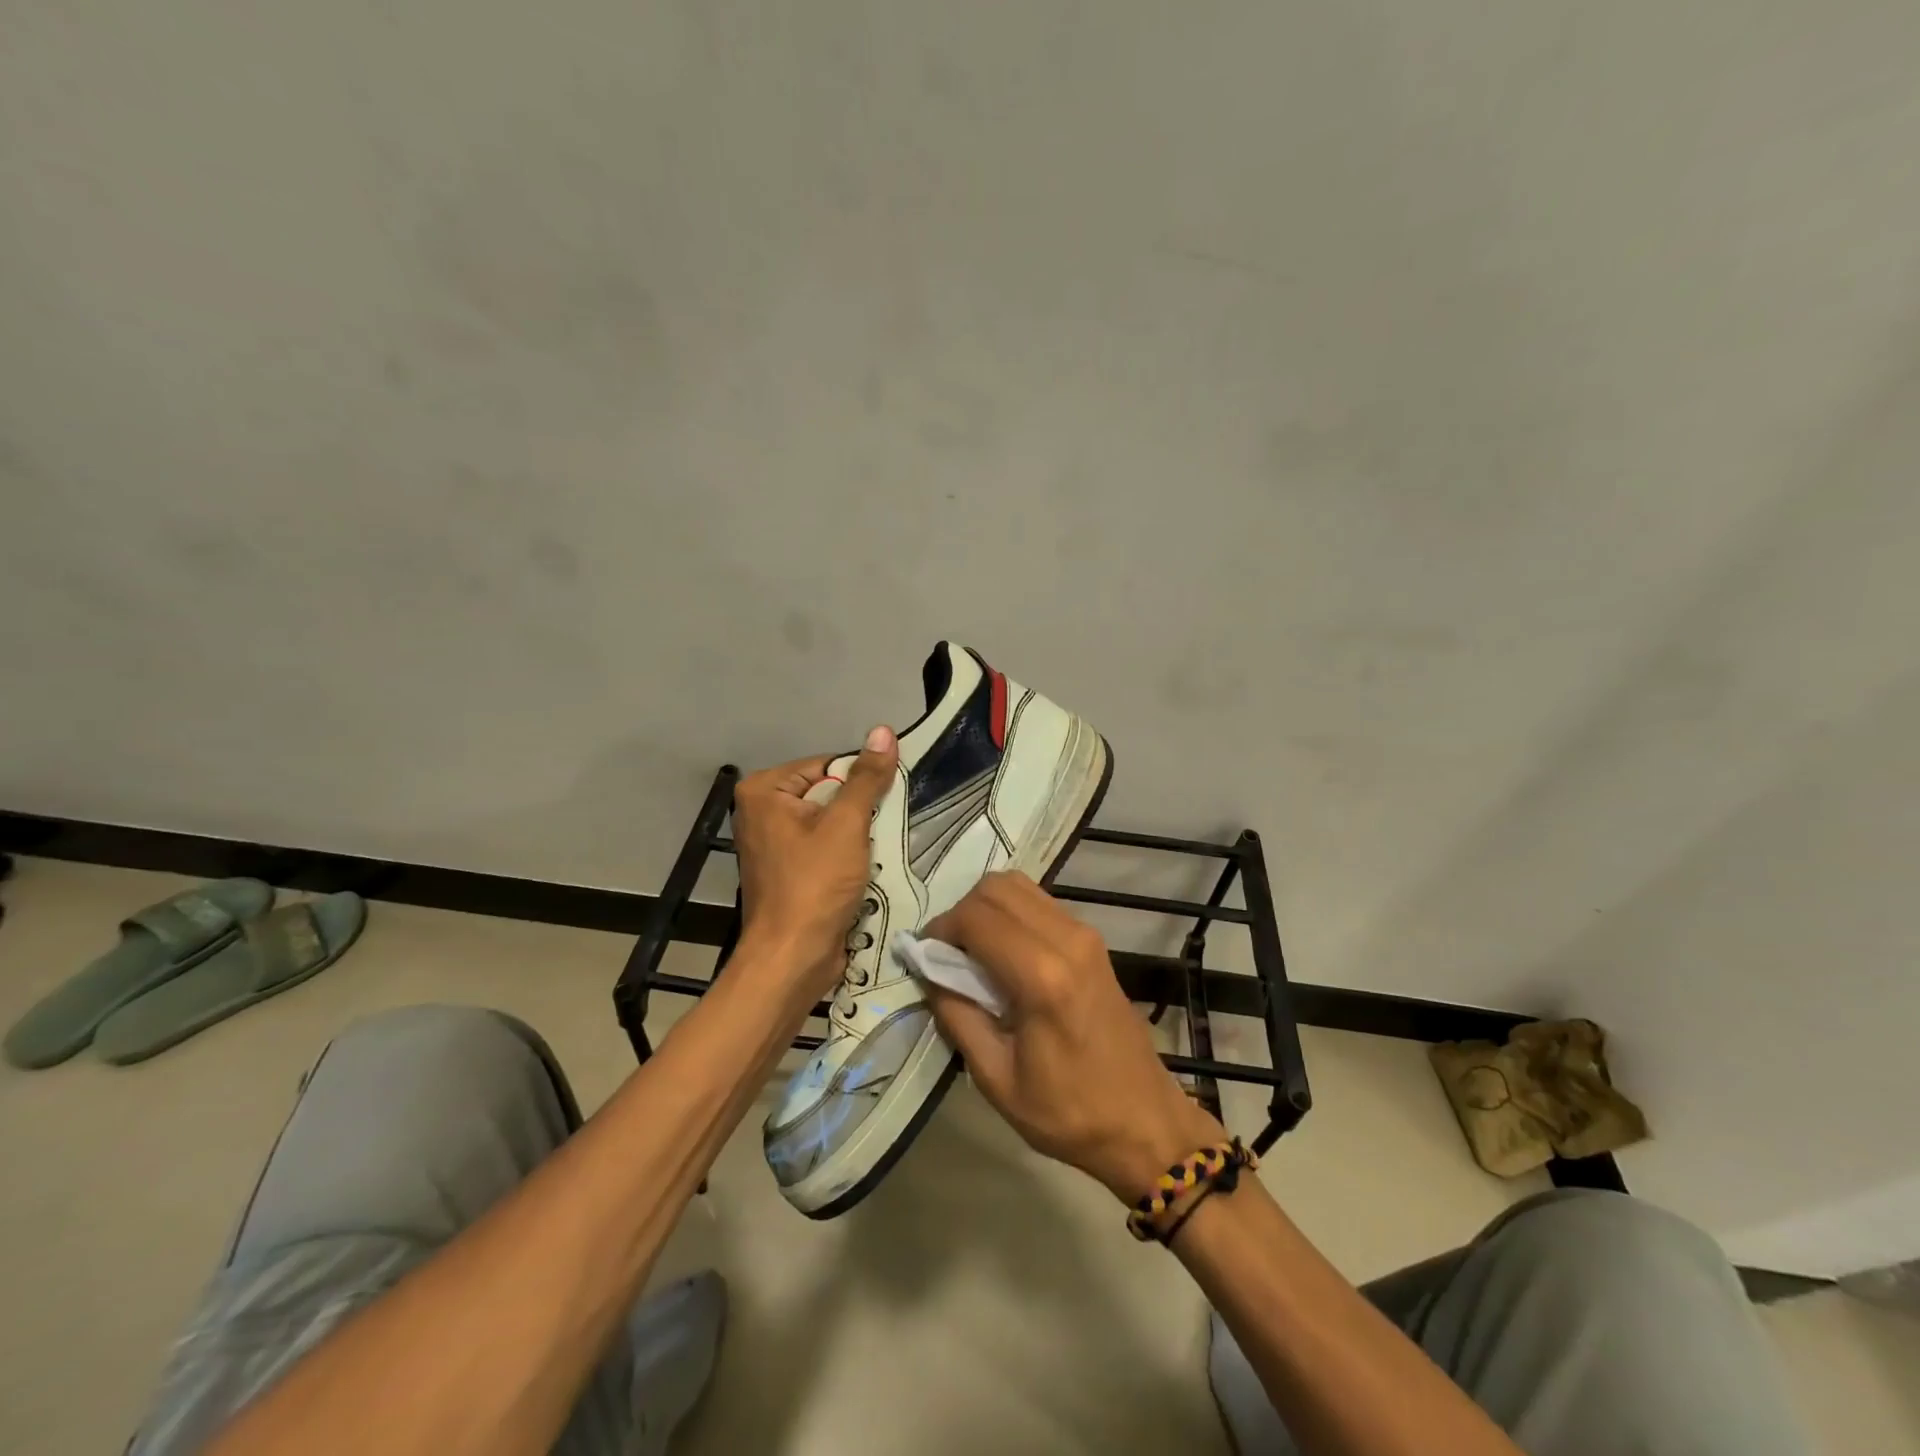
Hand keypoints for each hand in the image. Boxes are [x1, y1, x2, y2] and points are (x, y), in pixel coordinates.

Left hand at [731, 726, 897, 994]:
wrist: (792, 959)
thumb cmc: (814, 885)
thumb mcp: (846, 825)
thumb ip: (866, 778)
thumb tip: (883, 731)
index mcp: (765, 790)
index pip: (828, 765)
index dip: (860, 783)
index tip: (885, 805)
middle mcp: (762, 811)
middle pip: (829, 793)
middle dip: (860, 812)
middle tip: (884, 828)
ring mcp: (773, 843)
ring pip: (831, 823)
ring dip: (858, 836)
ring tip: (876, 850)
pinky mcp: (788, 871)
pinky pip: (825, 848)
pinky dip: (847, 855)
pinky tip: (866, 868)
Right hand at [923, 872, 1224, 1202]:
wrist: (1143, 1121)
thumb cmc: (1068, 1111)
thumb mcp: (996, 1078)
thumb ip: (957, 1016)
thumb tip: (929, 971)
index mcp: (1043, 977)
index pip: (976, 918)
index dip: (940, 928)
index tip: (923, 956)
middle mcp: (1067, 940)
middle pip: (997, 887)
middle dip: (961, 912)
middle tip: (947, 953)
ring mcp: (1085, 934)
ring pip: (1019, 886)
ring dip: (986, 908)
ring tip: (972, 952)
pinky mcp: (1093, 940)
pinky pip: (1039, 902)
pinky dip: (1010, 913)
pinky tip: (1003, 953)